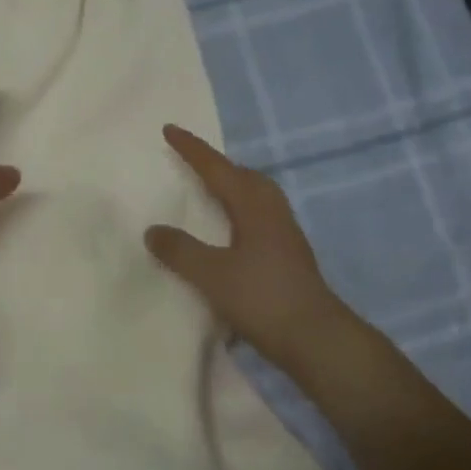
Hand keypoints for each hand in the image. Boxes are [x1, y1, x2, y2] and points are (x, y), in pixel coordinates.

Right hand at [144, 125, 347, 365]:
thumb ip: (180, 251)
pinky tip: (229, 235)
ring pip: (258, 199)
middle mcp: (273, 216)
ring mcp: (285, 238)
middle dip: (221, 166)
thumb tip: (154, 230)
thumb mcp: (212, 274)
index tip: (170, 129)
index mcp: (255, 209)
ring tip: (211, 195)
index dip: (193, 150)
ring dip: (234, 189)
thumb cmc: (263, 299)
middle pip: (247, 178)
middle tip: (195, 164)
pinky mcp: (289, 259)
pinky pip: (260, 220)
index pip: (219, 170)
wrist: (316, 339)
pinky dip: (240, 214)